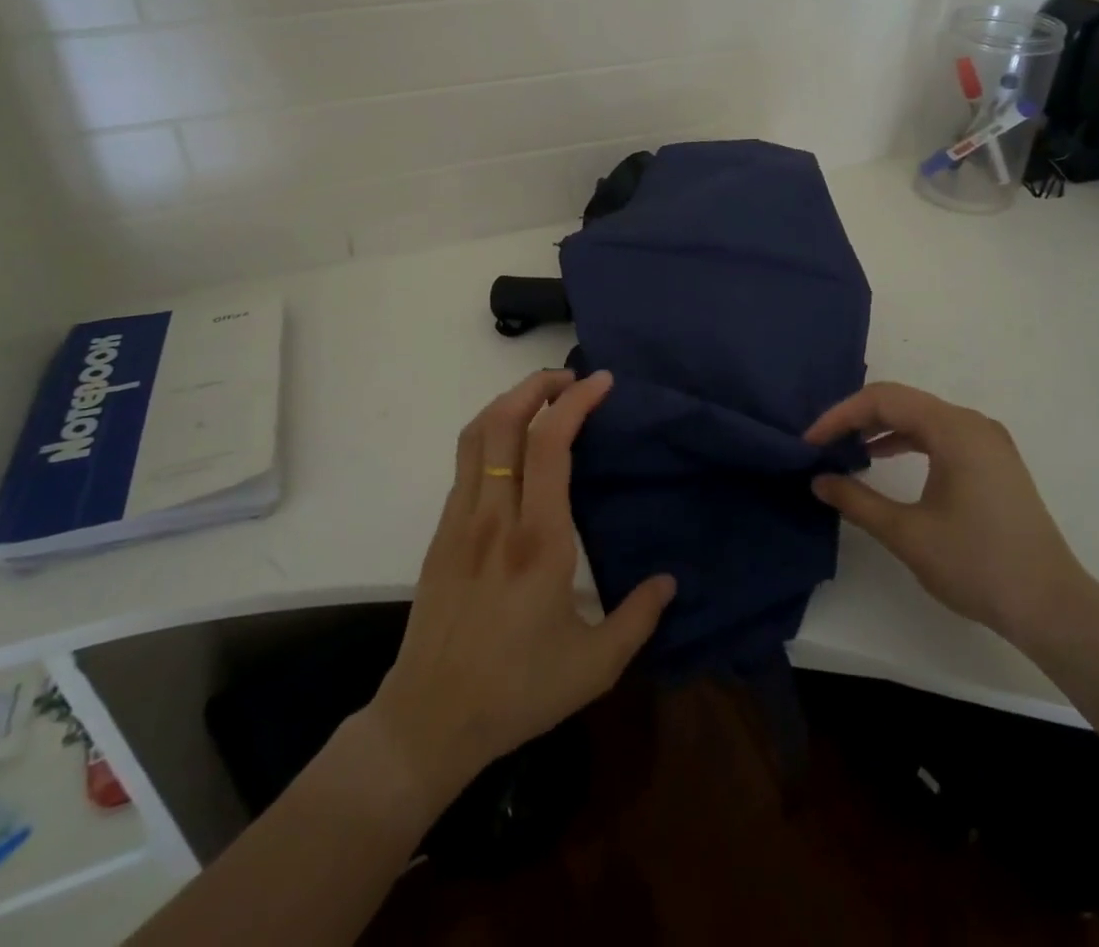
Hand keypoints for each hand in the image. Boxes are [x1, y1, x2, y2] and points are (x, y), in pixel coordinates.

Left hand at [367, 370, 676, 806]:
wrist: (429, 720)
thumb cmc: (517, 691)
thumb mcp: (594, 666)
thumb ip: (638, 617)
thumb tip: (669, 580)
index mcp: (538, 541)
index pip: (550, 445)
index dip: (575, 401)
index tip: (601, 381)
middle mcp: (495, 517)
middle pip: (505, 421)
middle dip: (537, 384)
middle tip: (571, 378)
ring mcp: (461, 520)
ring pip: (477, 434)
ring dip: (509, 401)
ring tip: (542, 398)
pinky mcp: (441, 532)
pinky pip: (465, 462)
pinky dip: (491, 432)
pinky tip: (514, 448)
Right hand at [806, 382, 1088, 646]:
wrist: (1053, 608)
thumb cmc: (978, 565)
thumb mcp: (907, 533)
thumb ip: (857, 500)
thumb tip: (818, 480)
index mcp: (955, 430)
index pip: (883, 400)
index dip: (840, 415)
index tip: (811, 441)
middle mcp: (972, 424)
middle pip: (902, 401)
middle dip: (857, 418)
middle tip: (822, 443)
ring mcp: (987, 442)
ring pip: (920, 417)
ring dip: (880, 428)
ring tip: (845, 450)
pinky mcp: (993, 462)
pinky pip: (939, 434)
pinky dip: (906, 440)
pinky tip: (882, 459)